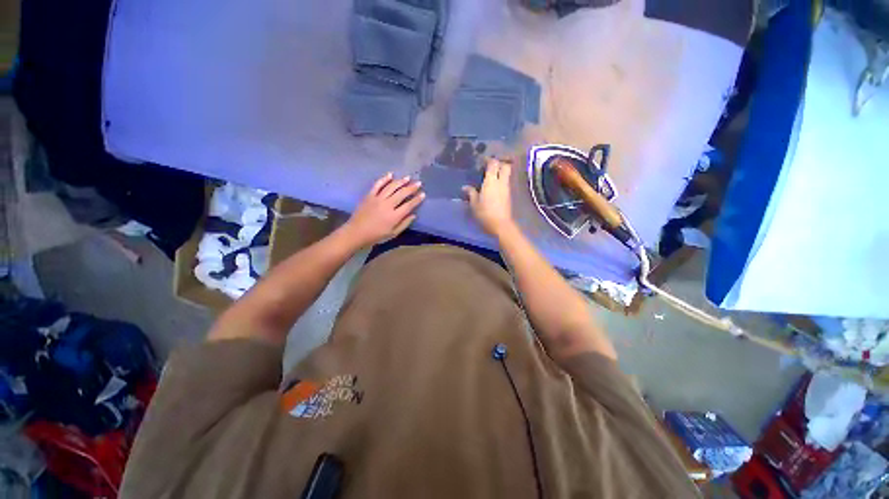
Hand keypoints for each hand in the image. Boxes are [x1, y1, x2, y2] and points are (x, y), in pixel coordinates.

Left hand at [342, 173, 424, 247]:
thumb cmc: (376, 235)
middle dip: (411, 188)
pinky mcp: (369, 196)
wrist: (357, 232)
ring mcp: (377, 199)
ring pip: (391, 187)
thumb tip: (413, 215)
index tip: (423, 194)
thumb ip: (404, 224)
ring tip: (408, 178)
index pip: (409, 205)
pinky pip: (377, 185)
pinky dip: (384, 179)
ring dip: (400, 181)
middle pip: (401, 193)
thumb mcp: (393, 234)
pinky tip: (390, 174)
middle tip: (418, 183)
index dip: (417, 199)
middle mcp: (387, 205)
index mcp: (394, 216)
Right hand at [463, 158, 514, 237]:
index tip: (482, 161)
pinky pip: (506, 183)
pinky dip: (501, 181)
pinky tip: (493, 187)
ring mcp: (507, 188)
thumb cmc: (485, 213)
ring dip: (500, 172)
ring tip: (490, 177)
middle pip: (505, 166)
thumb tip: (465, 187)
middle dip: (499, 163)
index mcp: (491, 181)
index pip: (493, 164)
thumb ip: (471, 193)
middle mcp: (501, 182)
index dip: (489, 160)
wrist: (500, 225)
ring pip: (507, 174)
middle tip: (490, 166)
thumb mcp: (474, 204)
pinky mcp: (509, 195)